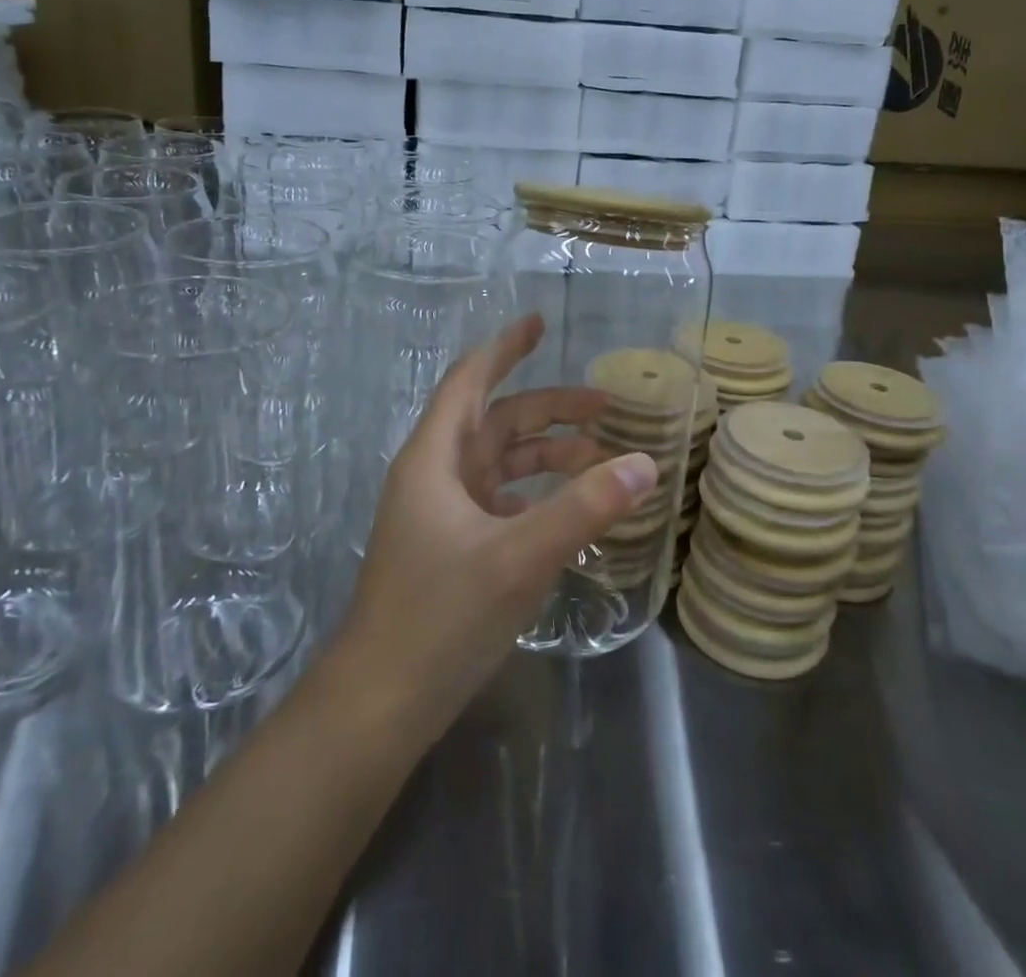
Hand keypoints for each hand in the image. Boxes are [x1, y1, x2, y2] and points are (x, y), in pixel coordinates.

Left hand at [336, 314, 658, 739]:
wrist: (381, 703)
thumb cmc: (440, 616)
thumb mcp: (519, 557)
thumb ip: (583, 509)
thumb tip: (644, 464)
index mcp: (435, 459)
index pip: (470, 381)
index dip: (504, 348)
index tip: (539, 323)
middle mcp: (436, 476)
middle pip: (496, 422)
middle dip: (549, 409)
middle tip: (605, 408)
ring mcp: (442, 515)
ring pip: (501, 464)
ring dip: (547, 456)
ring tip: (600, 462)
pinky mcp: (452, 548)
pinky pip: (501, 502)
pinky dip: (536, 496)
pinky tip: (568, 511)